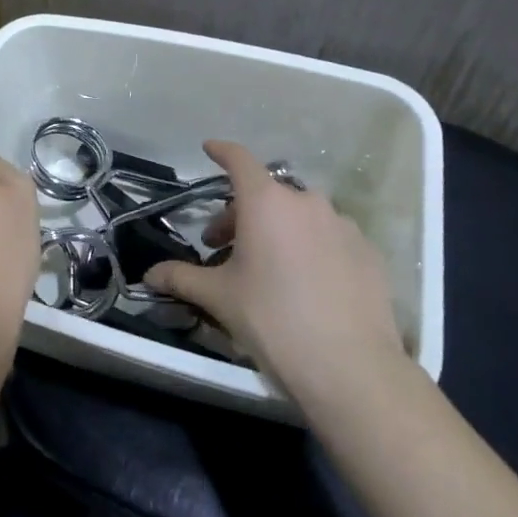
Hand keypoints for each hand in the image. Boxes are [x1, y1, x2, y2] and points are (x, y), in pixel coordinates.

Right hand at [144, 140, 404, 404]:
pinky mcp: (367, 252)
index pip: (239, 160)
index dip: (221, 152)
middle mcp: (306, 202)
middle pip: (267, 194)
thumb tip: (149, 274)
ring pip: (300, 216)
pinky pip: (329, 238)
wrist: (350, 367)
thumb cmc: (272, 320)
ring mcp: (343, 225)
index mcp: (266, 202)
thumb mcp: (219, 298)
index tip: (209, 149)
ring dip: (278, 230)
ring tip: (268, 269)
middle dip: (241, 213)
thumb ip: (181, 278)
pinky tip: (306, 284)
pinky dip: (311, 248)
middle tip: (224, 247)